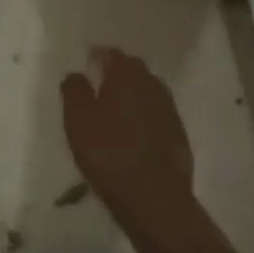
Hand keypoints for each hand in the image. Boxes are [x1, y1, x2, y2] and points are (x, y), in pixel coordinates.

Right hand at [60, 47, 195, 219]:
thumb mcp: (78, 121)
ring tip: (117, 105)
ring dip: (134, 93)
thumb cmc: (109, 153)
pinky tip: (136, 130)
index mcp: (127, 77)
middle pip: (135, 70)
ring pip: (149, 91)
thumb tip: (76, 73)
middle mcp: (152, 86)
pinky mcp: (179, 136)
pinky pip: (158, 114)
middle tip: (101, 79)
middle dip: (119, 70)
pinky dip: (145, 114)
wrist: (154, 198)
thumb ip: (74, 91)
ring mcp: (169, 111)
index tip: (88, 59)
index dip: (99, 54)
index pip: (113, 55)